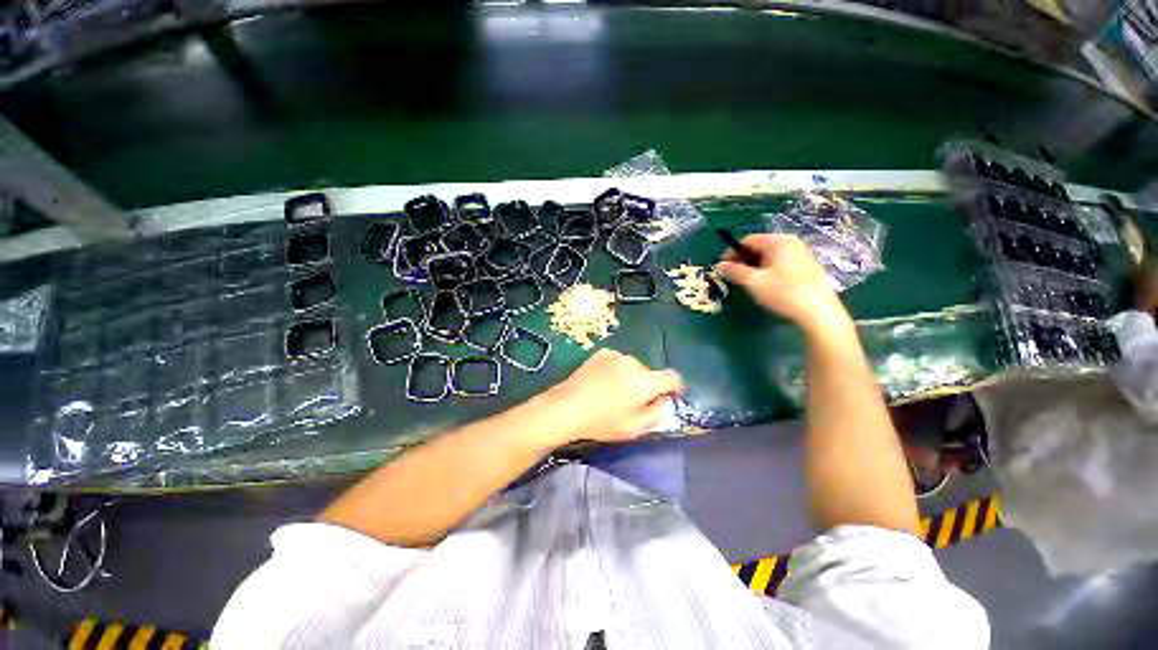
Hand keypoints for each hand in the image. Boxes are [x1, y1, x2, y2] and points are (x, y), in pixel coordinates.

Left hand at [539, 349, 683, 445]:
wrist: (567, 407)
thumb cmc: (602, 422)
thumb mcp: (634, 428)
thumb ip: (657, 413)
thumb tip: (663, 400)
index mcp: (644, 381)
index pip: (672, 377)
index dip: (676, 387)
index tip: (672, 396)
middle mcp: (633, 363)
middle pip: (650, 373)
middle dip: (648, 386)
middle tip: (634, 402)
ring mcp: (616, 356)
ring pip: (634, 367)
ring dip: (632, 377)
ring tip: (615, 393)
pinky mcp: (602, 353)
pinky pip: (618, 362)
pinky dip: (617, 370)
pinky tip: (604, 382)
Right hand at [716, 234, 853, 336]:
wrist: (818, 312)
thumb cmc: (783, 292)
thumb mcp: (753, 282)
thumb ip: (734, 271)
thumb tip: (719, 266)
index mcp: (778, 241)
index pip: (748, 240)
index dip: (732, 252)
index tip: (722, 267)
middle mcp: (792, 243)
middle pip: (760, 247)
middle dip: (743, 260)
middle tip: (733, 276)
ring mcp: (802, 255)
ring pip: (770, 256)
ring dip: (755, 267)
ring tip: (747, 282)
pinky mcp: (807, 268)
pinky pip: (781, 264)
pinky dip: (768, 271)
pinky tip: (766, 286)